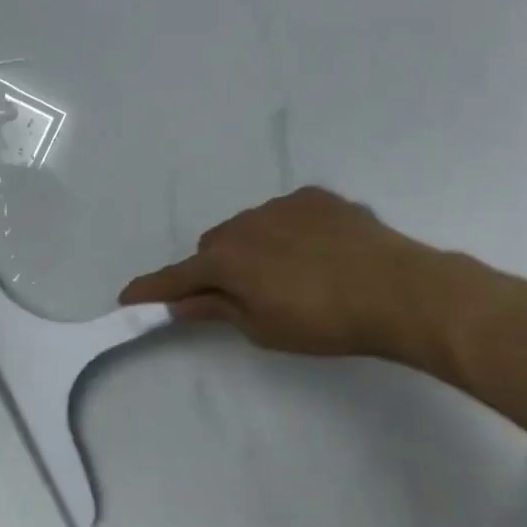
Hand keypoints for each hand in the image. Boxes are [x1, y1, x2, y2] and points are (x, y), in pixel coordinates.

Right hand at [119, 186, 452, 362]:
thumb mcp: (263, 328)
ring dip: (252, 249)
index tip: (126, 297)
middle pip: (213, 247)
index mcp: (226, 260)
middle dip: (215, 269)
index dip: (150, 289)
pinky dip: (285, 233)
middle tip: (237, 296)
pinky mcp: (316, 197)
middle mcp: (244, 224)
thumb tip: (181, 303)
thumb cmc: (324, 321)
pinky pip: (284, 215)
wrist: (400, 291)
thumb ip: (217, 310)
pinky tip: (315, 254)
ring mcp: (281, 205)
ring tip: (288, 276)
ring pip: (249, 228)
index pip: (176, 277)